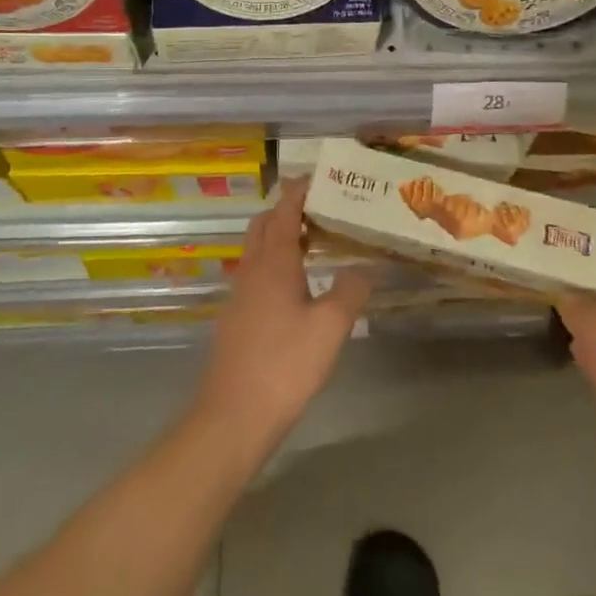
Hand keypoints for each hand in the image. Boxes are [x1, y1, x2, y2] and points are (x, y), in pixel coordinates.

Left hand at [193, 181, 372, 451]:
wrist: (233, 417)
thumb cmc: (285, 364)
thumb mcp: (330, 327)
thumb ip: (350, 292)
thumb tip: (362, 269)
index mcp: (274, 263)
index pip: (284, 213)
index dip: (299, 192)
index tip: (317, 178)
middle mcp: (252, 271)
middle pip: (264, 226)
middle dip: (286, 211)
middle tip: (319, 209)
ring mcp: (239, 297)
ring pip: (257, 252)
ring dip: (280, 238)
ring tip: (314, 245)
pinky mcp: (236, 321)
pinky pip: (256, 276)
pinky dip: (275, 266)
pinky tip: (296, 289)